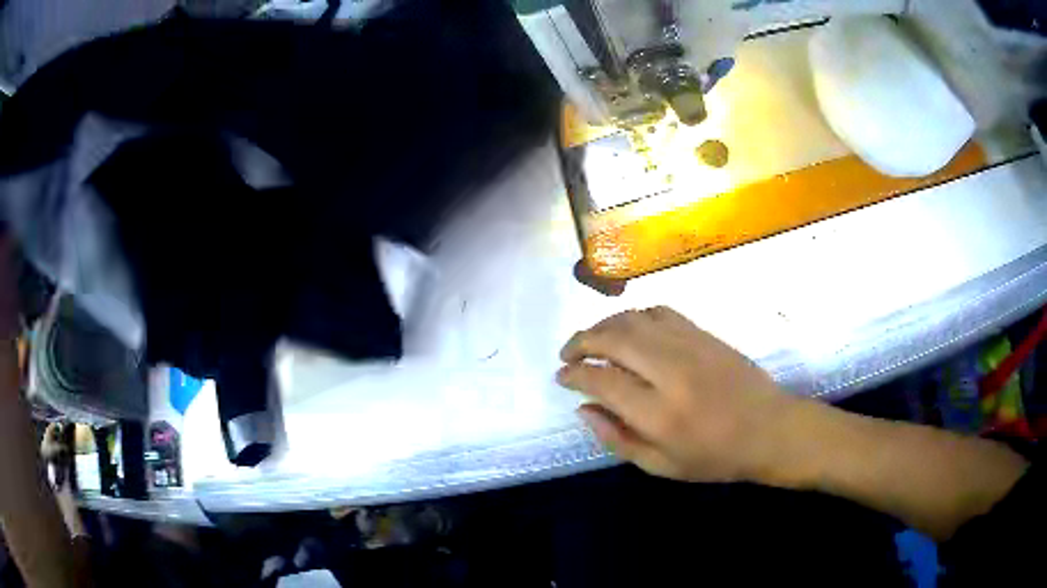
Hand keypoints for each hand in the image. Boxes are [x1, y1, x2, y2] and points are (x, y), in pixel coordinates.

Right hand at [557, 306, 793, 482]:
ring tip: (592, 340)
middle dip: (580, 342)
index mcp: (658, 414)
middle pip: (612, 339)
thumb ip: (617, 439)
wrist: (770, 429)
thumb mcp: (661, 466)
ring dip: (604, 325)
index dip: (574, 375)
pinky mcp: (704, 333)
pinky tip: (630, 330)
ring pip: (633, 319)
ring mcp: (689, 346)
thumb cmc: (715, 457)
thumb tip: (583, 409)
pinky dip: (636, 316)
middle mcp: (670, 372)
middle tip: (568, 354)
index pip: (601, 380)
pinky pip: (660, 312)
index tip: (561, 377)